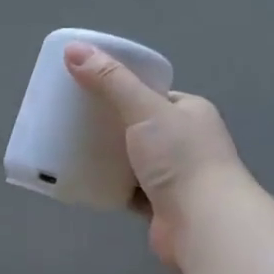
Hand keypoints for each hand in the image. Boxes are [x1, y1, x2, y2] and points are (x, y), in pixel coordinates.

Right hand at [64, 43, 241, 267]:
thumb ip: (110, 81)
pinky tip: (83, 180)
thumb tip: (73, 50)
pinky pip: (127, 189)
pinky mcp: (160, 206)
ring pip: (131, 160)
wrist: (203, 223)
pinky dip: (108, 185)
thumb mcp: (144, 110)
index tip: (86, 90)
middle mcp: (186, 142)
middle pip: (138, 127)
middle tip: (71, 122)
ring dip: (107, 157)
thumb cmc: (180, 159)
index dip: (121, 89)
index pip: (152, 95)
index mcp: (190, 112)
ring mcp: (173, 176)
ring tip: (69, 149)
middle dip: (108, 126)